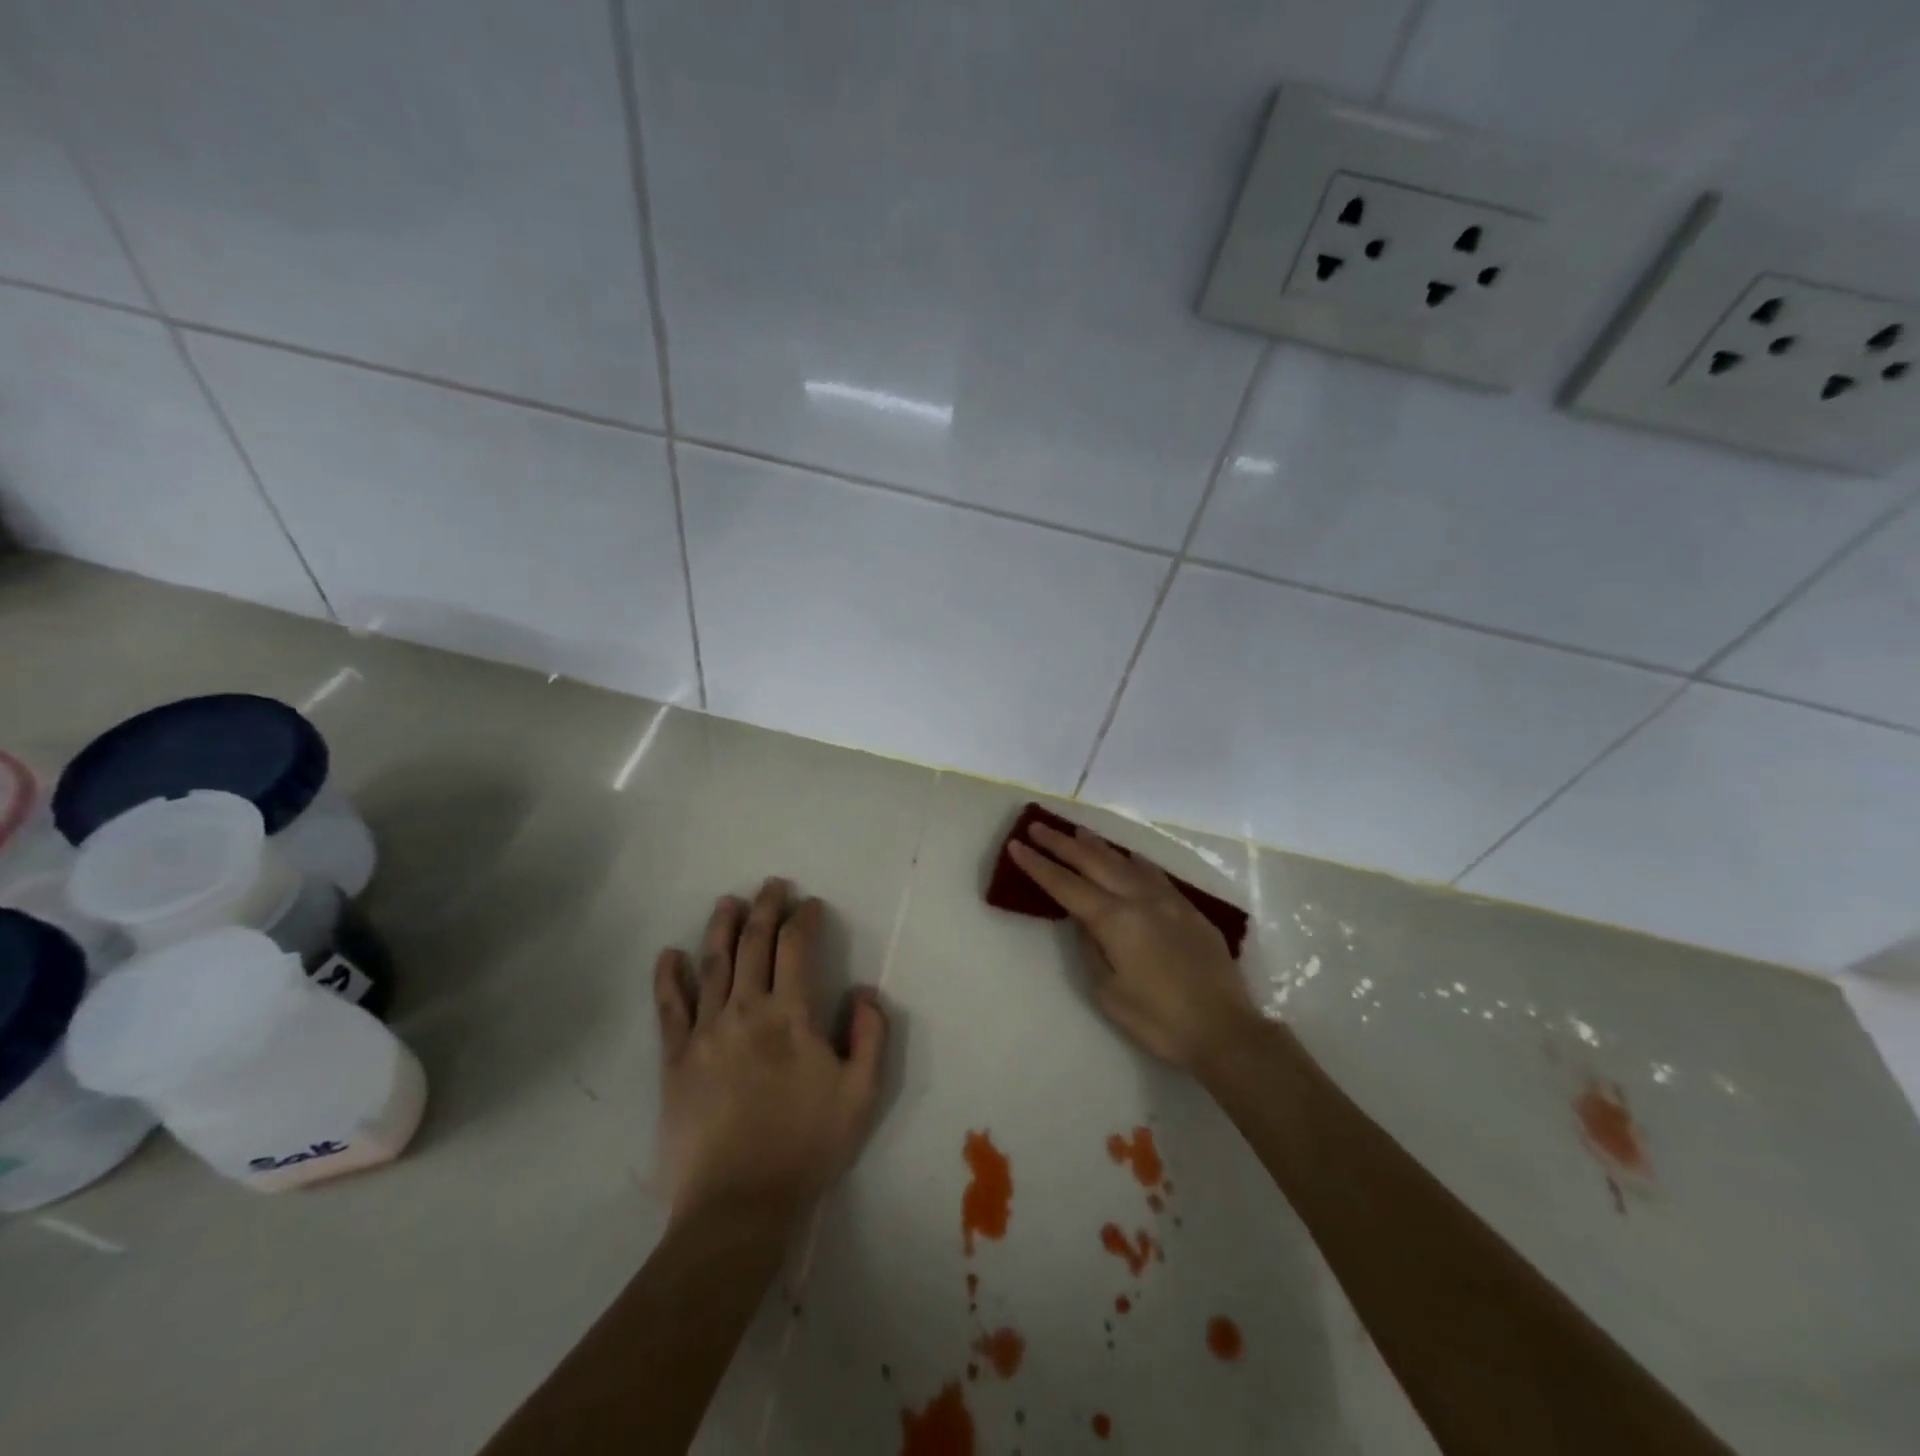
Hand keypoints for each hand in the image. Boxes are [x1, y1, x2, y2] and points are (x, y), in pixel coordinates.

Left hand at [653, 879, 888, 1225]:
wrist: (737, 1205)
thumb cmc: (806, 1146)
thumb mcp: (860, 1095)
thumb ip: (871, 1036)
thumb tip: (866, 991)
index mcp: (791, 1014)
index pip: (797, 947)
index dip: (805, 919)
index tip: (811, 905)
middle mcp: (745, 1009)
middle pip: (754, 943)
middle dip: (766, 908)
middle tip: (772, 885)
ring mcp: (705, 1032)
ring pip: (712, 964)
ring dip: (721, 927)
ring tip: (728, 902)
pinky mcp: (675, 1059)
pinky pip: (669, 1008)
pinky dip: (668, 977)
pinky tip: (669, 955)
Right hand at [1009, 823, 1252, 1067]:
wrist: (1225, 1030)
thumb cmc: (1159, 1021)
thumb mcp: (1109, 992)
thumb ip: (1092, 948)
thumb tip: (1085, 921)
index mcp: (1115, 920)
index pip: (1066, 886)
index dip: (1038, 865)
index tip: (1016, 845)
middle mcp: (1139, 899)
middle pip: (1093, 862)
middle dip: (1061, 844)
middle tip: (1037, 826)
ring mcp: (1168, 900)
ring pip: (1125, 861)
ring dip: (1097, 845)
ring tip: (1076, 830)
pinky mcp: (1189, 909)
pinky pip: (1154, 874)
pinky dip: (1133, 860)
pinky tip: (1128, 856)